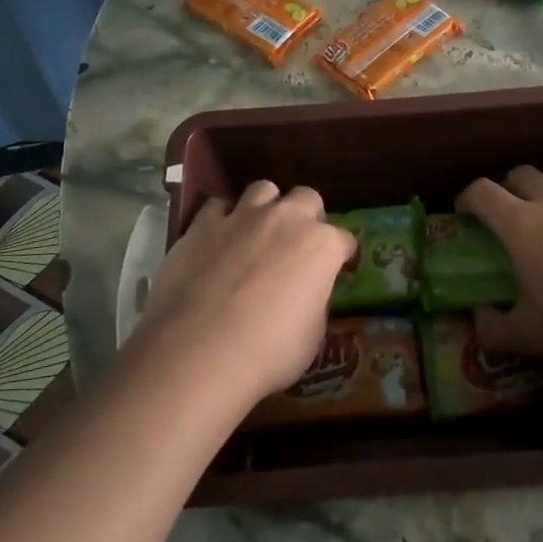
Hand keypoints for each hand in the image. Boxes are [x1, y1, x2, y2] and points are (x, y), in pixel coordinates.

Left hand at [133, 181, 356, 406]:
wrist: (199, 351)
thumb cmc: (268, 352)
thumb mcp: (311, 336)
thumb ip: (313, 301)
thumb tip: (304, 294)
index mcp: (322, 246)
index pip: (343, 240)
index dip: (340, 255)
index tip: (336, 267)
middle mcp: (286, 218)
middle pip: (307, 198)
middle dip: (307, 216)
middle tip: (297, 244)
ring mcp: (242, 216)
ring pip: (263, 189)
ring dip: (266, 207)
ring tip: (257, 231)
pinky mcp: (203, 224)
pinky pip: (217, 207)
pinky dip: (222, 218)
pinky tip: (217, 239)